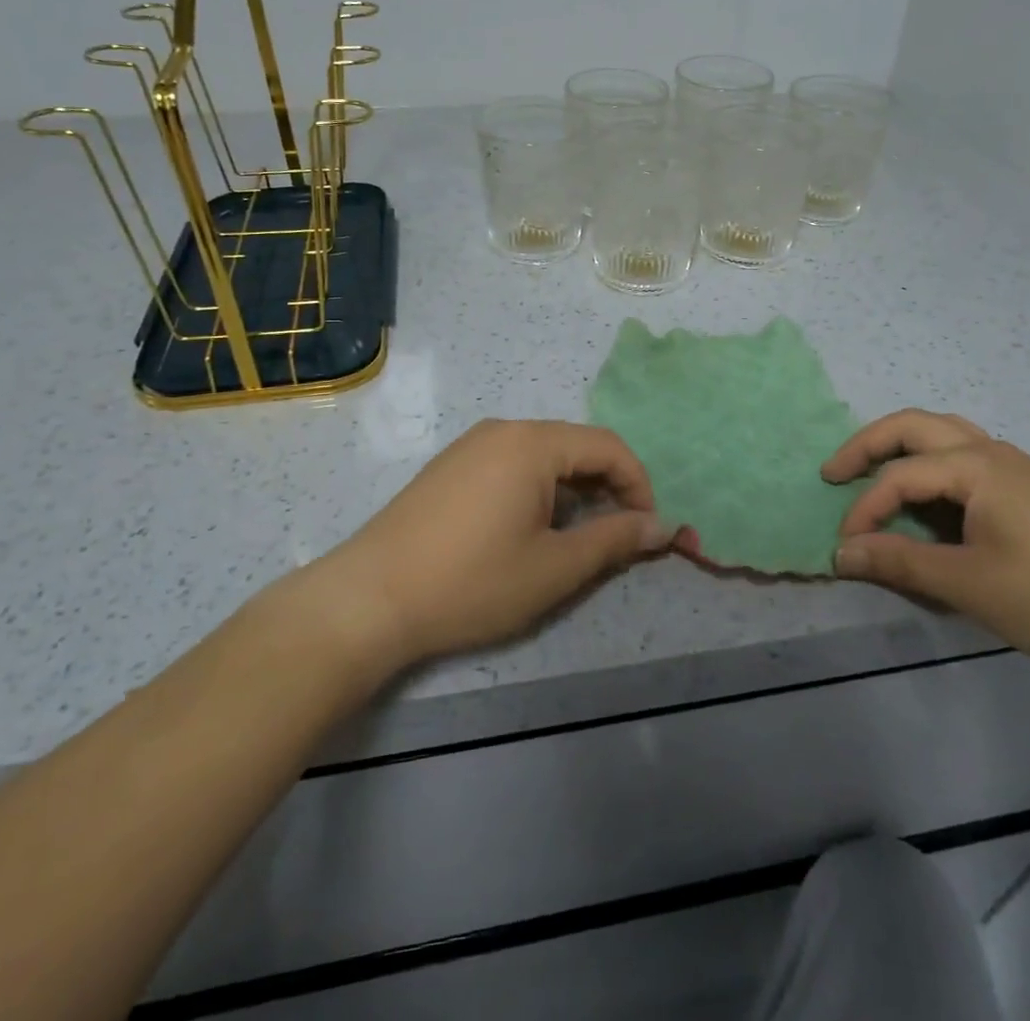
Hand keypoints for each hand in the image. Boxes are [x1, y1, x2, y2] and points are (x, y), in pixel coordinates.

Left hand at [298, 419, 669, 672]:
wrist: (369, 599)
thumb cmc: (472, 582)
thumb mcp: (554, 568)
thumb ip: (614, 541)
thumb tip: (660, 527)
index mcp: (532, 443)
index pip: (609, 447)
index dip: (638, 486)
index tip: (647, 531)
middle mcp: (504, 430)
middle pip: (576, 447)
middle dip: (607, 488)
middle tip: (617, 537)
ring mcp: (472, 445)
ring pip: (544, 457)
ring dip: (573, 491)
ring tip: (575, 538)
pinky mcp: (451, 466)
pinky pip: (512, 464)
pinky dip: (539, 490)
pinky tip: (529, 530)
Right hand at [824, 410, 1029, 673]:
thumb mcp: (969, 584)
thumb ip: (900, 563)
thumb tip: (841, 554)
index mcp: (976, 467)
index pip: (899, 476)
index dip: (864, 510)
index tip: (845, 549)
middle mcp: (991, 451)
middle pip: (914, 426)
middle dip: (867, 445)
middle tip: (834, 473)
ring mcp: (1015, 466)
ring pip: (942, 434)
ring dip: (900, 448)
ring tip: (874, 475)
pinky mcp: (1029, 487)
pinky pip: (964, 456)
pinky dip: (929, 464)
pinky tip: (928, 498)